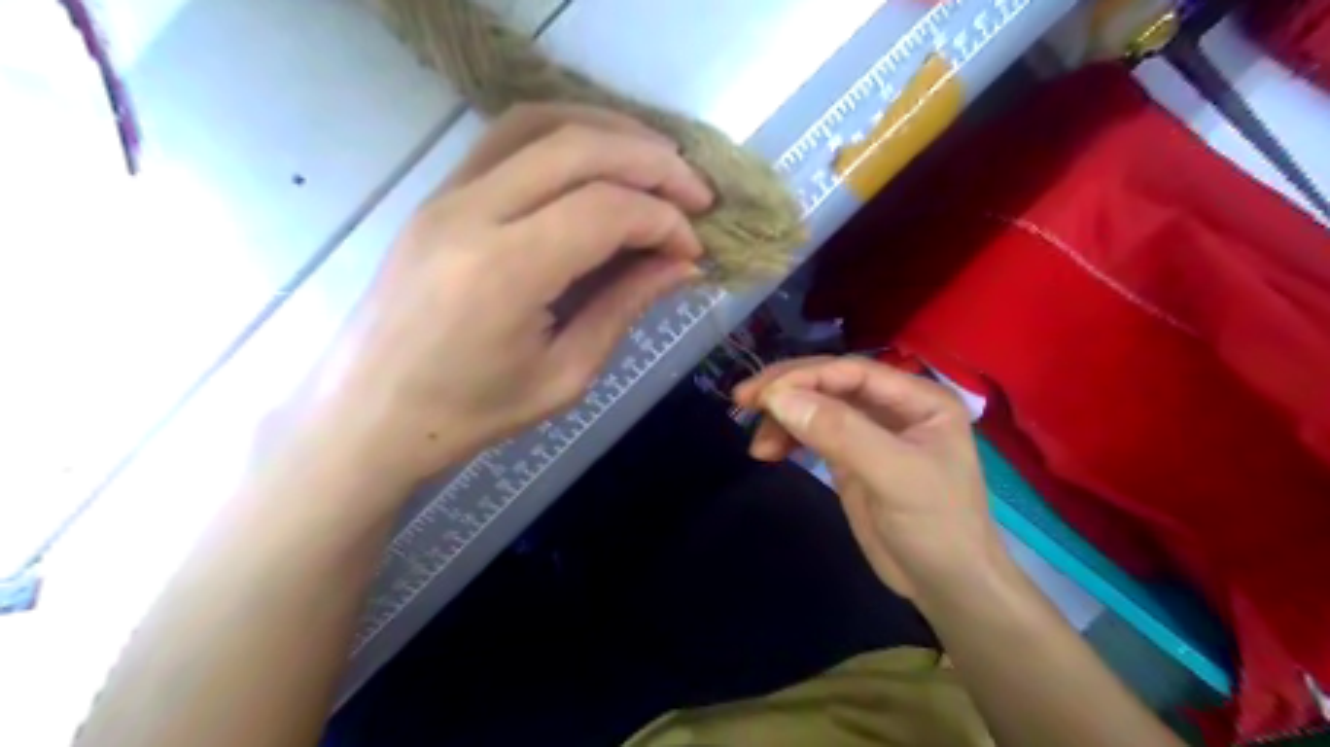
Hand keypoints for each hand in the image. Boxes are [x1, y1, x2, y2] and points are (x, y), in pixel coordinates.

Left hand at [297, 106, 716, 488]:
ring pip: (541, 123)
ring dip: (611, 132)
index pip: (605, 210)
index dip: (663, 221)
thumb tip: (681, 264)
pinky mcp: (438, 194)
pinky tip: (599, 161)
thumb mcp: (564, 375)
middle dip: (654, 162)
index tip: (694, 248)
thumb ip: (624, 307)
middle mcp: (472, 213)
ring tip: (658, 163)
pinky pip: (508, 138)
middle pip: (579, 148)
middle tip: (698, 194)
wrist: (368, 414)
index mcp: (504, 272)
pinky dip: (566, 135)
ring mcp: (446, 194)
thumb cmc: (469, 413)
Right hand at [733, 352, 1002, 599]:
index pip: (851, 372)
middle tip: (743, 401)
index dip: (804, 377)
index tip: (762, 395)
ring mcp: (870, 431)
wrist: (946, 586)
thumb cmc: (936, 526)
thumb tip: (779, 398)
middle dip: (786, 391)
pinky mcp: (850, 457)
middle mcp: (893, 406)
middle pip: (830, 384)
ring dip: (783, 419)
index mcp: (917, 398)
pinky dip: (788, 438)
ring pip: (816, 408)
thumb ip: (840, 433)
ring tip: (758, 447)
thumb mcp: (894, 476)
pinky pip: (812, 434)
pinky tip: (769, 452)